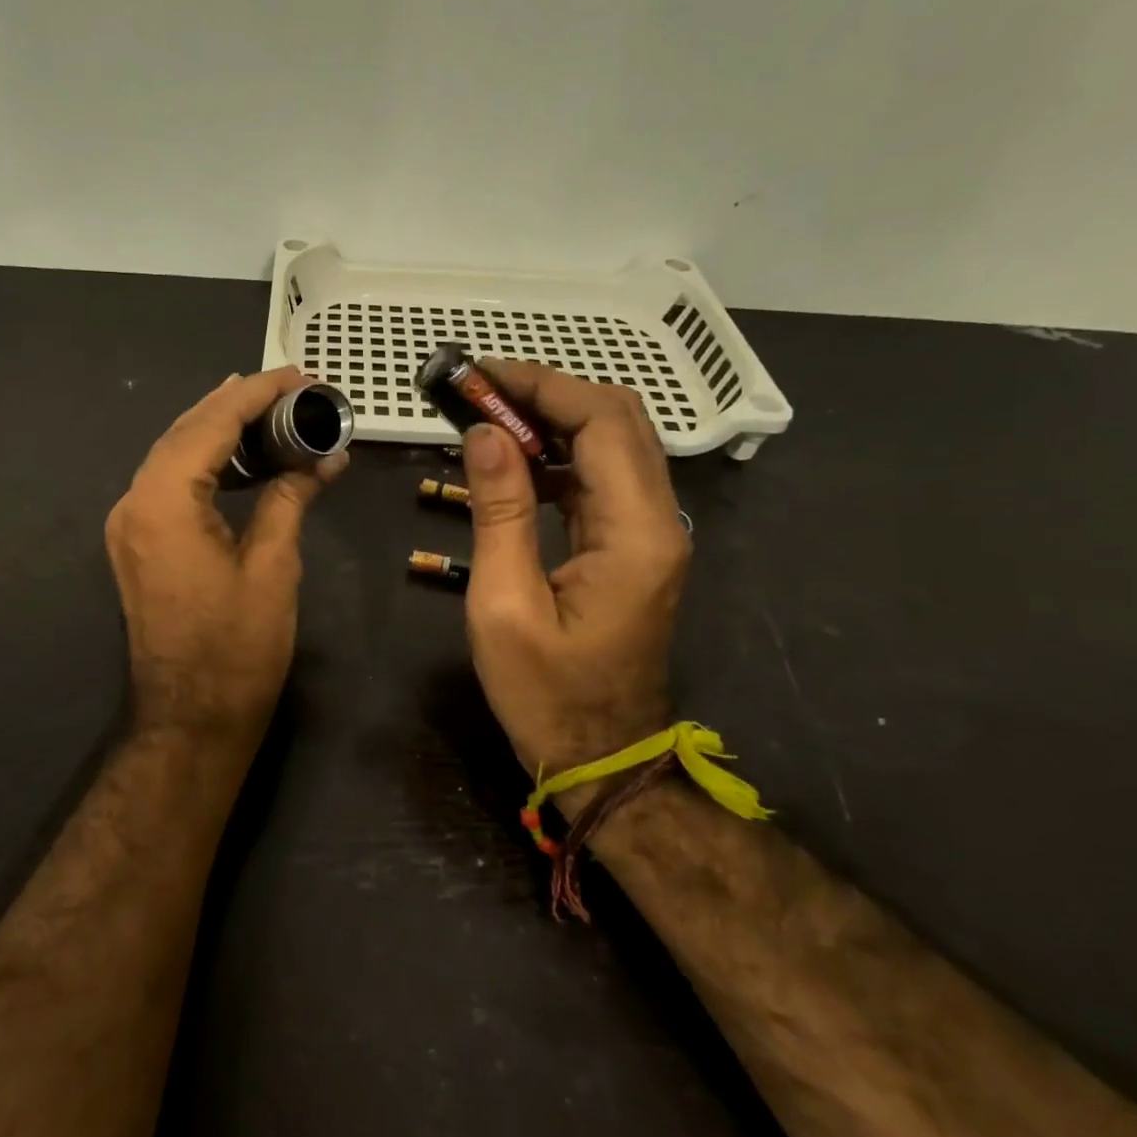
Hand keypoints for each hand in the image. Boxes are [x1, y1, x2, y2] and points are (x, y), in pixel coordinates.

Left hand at [106, 367, 347, 741]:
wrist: (189, 720)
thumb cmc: (237, 649)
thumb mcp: (273, 566)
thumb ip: (289, 498)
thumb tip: (323, 458)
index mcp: (164, 502)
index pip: (212, 424)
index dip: (257, 394)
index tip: (298, 376)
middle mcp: (135, 502)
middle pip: (185, 430)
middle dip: (235, 401)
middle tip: (286, 385)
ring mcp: (130, 524)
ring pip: (173, 453)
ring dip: (217, 427)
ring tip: (266, 407)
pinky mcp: (138, 543)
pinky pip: (169, 482)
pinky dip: (204, 460)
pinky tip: (237, 455)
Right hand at [459, 361, 689, 774]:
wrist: (603, 760)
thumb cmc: (547, 695)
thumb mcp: (505, 605)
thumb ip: (499, 511)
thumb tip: (483, 432)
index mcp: (637, 532)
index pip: (602, 422)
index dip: (542, 386)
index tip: (479, 377)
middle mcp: (658, 519)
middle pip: (617, 419)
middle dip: (547, 392)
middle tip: (478, 390)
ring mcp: (650, 532)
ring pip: (611, 443)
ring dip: (551, 419)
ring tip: (485, 415)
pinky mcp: (631, 545)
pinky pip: (599, 477)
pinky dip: (556, 454)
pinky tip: (511, 460)